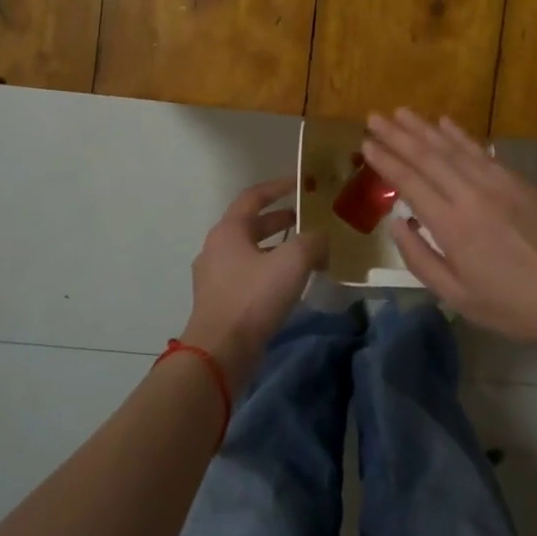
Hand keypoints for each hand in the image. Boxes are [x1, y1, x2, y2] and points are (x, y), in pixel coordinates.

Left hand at [183, 179, 327, 391]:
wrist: (220, 353)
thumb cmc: (253, 298)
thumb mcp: (292, 262)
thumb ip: (312, 242)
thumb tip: (321, 239)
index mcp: (228, 231)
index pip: (254, 196)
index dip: (279, 186)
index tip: (301, 183)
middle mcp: (216, 248)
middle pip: (251, 224)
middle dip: (281, 220)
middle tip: (309, 220)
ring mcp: (215, 277)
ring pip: (251, 252)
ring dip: (277, 248)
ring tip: (306, 253)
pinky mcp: (220, 302)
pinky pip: (248, 276)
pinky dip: (270, 271)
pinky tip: (290, 284)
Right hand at [362, 110, 536, 358]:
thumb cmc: (509, 305)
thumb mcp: (455, 295)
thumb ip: (419, 258)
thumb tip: (397, 223)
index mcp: (452, 225)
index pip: (410, 182)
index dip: (385, 161)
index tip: (365, 143)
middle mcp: (472, 194)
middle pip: (428, 156)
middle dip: (398, 135)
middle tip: (374, 117)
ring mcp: (498, 183)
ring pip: (454, 147)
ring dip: (425, 128)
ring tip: (401, 112)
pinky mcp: (518, 181)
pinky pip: (481, 151)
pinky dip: (460, 135)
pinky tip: (444, 122)